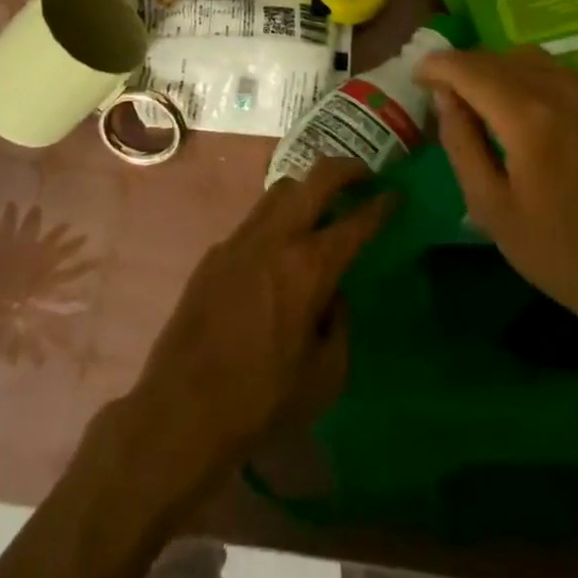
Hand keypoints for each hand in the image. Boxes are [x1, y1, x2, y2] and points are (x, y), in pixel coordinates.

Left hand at [116, 157, 392, 498]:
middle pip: (317, 178)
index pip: (356, 221)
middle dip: (347, 169)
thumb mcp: (325, 376)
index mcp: (310, 266)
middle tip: (364, 176)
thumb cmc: (262, 399)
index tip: (395, 194)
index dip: (382, 205)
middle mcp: (277, 238)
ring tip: (320, 208)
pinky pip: (254, 220)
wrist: (182, 409)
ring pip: (281, 190)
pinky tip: (276, 254)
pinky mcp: (216, 252)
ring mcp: (241, 238)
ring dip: (307, 190)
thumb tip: (333, 296)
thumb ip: (340, 325)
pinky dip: (276, 221)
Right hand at [417, 46, 577, 345]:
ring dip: (494, 68)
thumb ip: (461, 143)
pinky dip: (525, 74)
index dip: (438, 66)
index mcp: (529, 118)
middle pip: (497, 58)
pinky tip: (518, 106)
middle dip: (463, 67)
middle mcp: (561, 90)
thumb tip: (444, 96)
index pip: (470, 69)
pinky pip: (555, 70)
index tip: (417, 76)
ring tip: (477, 97)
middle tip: (440, 91)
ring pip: (527, 57)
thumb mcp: (491, 207)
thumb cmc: (558, 253)